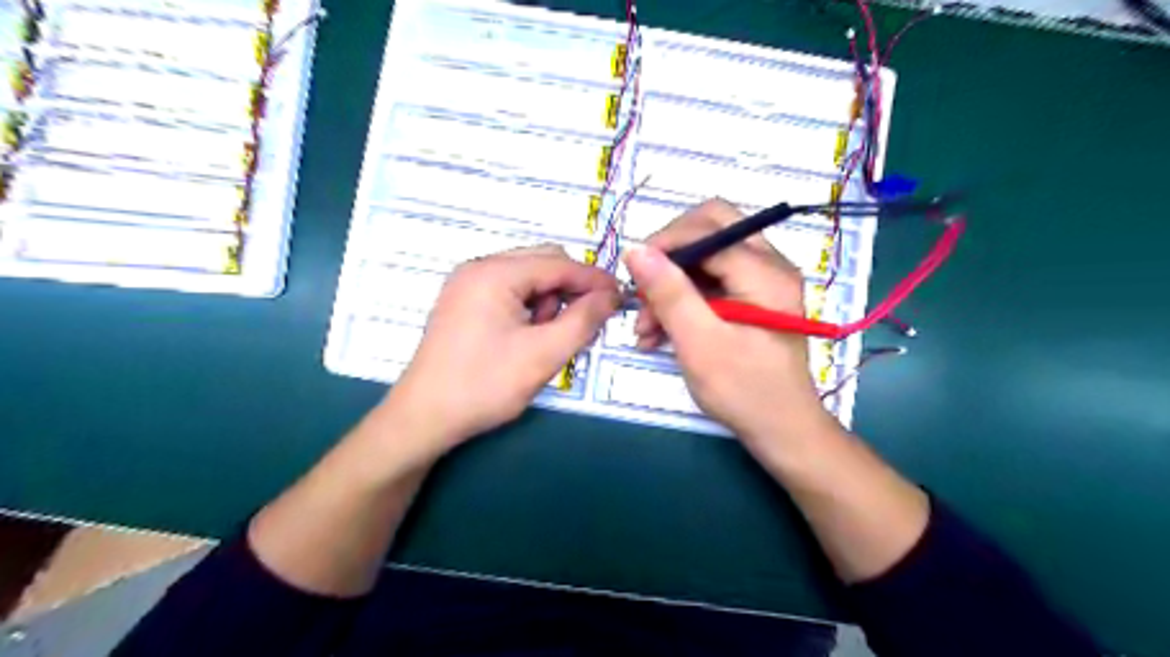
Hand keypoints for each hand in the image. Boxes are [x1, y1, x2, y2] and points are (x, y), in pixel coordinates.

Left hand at [387, 243, 620, 459]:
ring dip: (549, 300)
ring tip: (548, 338)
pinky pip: (509, 291)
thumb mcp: (542, 355)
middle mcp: (479, 268)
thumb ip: (583, 321)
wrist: (423, 418)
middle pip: (542, 262)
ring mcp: (467, 284)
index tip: (622, 297)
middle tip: (586, 322)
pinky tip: (529, 336)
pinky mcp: (464, 302)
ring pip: (527, 277)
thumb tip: (611, 296)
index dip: (594, 279)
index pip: (558, 263)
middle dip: (570, 289)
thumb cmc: (483, 385)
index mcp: (495, 273)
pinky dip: (529, 308)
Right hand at [625, 199, 835, 452]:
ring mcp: (761, 280)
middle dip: (669, 258)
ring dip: (670, 284)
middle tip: (642, 289)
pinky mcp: (751, 298)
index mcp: (765, 272)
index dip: (666, 243)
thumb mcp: (700, 343)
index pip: (708, 229)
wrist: (782, 430)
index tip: (632, 274)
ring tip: (644, 328)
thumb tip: (636, 250)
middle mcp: (769, 265)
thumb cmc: (745, 391)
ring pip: (705, 257)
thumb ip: (670, 293)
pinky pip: (710, 282)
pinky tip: (658, 332)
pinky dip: (682, 300)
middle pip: (710, 229)